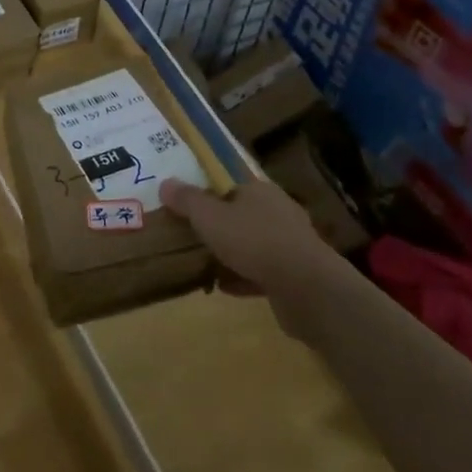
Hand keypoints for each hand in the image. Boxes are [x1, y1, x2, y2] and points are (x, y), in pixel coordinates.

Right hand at [161, 178, 335, 336]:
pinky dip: (243, 277)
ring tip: (205, 264)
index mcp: (259, 190)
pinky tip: (225, 287)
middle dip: (219, 226)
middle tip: (193, 236)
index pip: (230, 185)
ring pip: (253, 244)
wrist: (305, 288)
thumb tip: (166, 183)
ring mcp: (290, 243)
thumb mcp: (209, 217)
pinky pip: (262, 271)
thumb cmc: (253, 241)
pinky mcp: (296, 273)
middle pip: (241, 214)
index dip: (208, 194)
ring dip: (231, 253)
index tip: (188, 209)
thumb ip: (187, 200)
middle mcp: (278, 211)